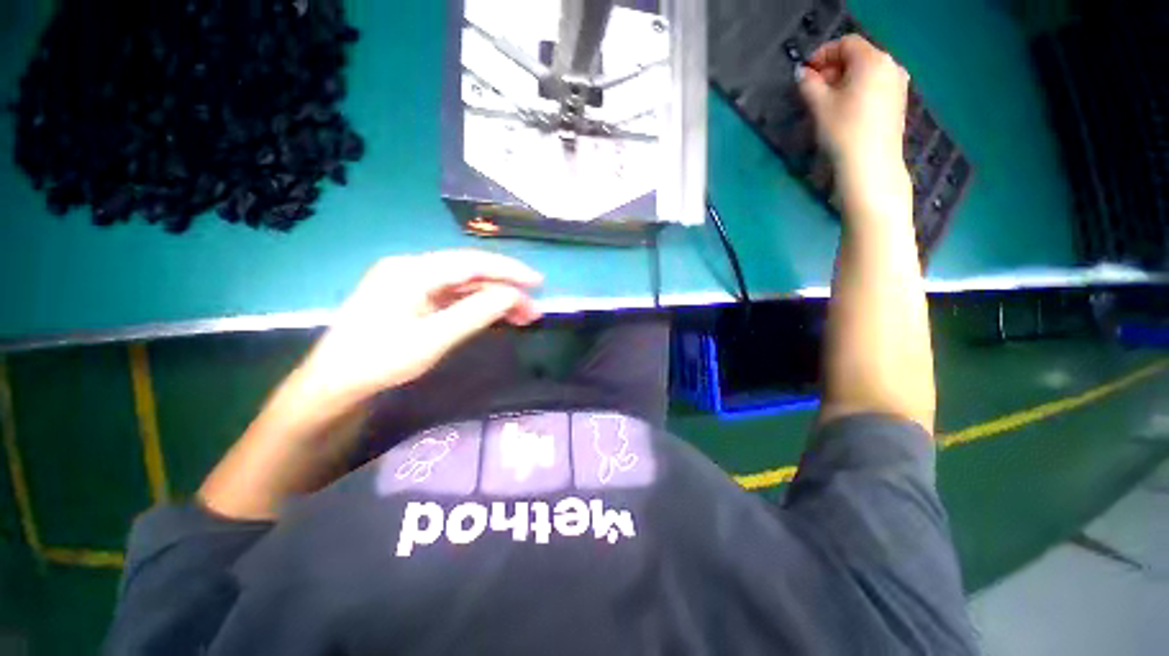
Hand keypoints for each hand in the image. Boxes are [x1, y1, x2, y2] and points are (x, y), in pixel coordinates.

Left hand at [299, 250, 542, 407]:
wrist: (334, 385)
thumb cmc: (380, 361)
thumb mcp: (433, 339)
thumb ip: (476, 313)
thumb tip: (514, 295)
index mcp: (413, 271)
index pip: (472, 263)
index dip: (509, 271)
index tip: (538, 284)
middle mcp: (413, 269)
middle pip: (471, 273)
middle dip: (506, 289)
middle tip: (533, 311)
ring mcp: (412, 284)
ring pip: (465, 286)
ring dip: (495, 300)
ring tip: (522, 317)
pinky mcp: (413, 299)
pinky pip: (454, 297)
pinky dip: (478, 306)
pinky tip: (496, 316)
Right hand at [797, 35, 909, 173]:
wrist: (870, 163)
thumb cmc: (843, 130)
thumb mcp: (820, 105)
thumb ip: (809, 84)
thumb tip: (802, 73)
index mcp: (872, 60)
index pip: (846, 43)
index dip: (823, 54)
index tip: (805, 73)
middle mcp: (890, 65)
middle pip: (858, 56)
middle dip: (833, 68)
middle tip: (813, 88)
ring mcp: (898, 84)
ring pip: (867, 72)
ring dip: (844, 80)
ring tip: (826, 100)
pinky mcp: (898, 102)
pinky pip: (875, 85)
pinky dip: (857, 90)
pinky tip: (844, 109)